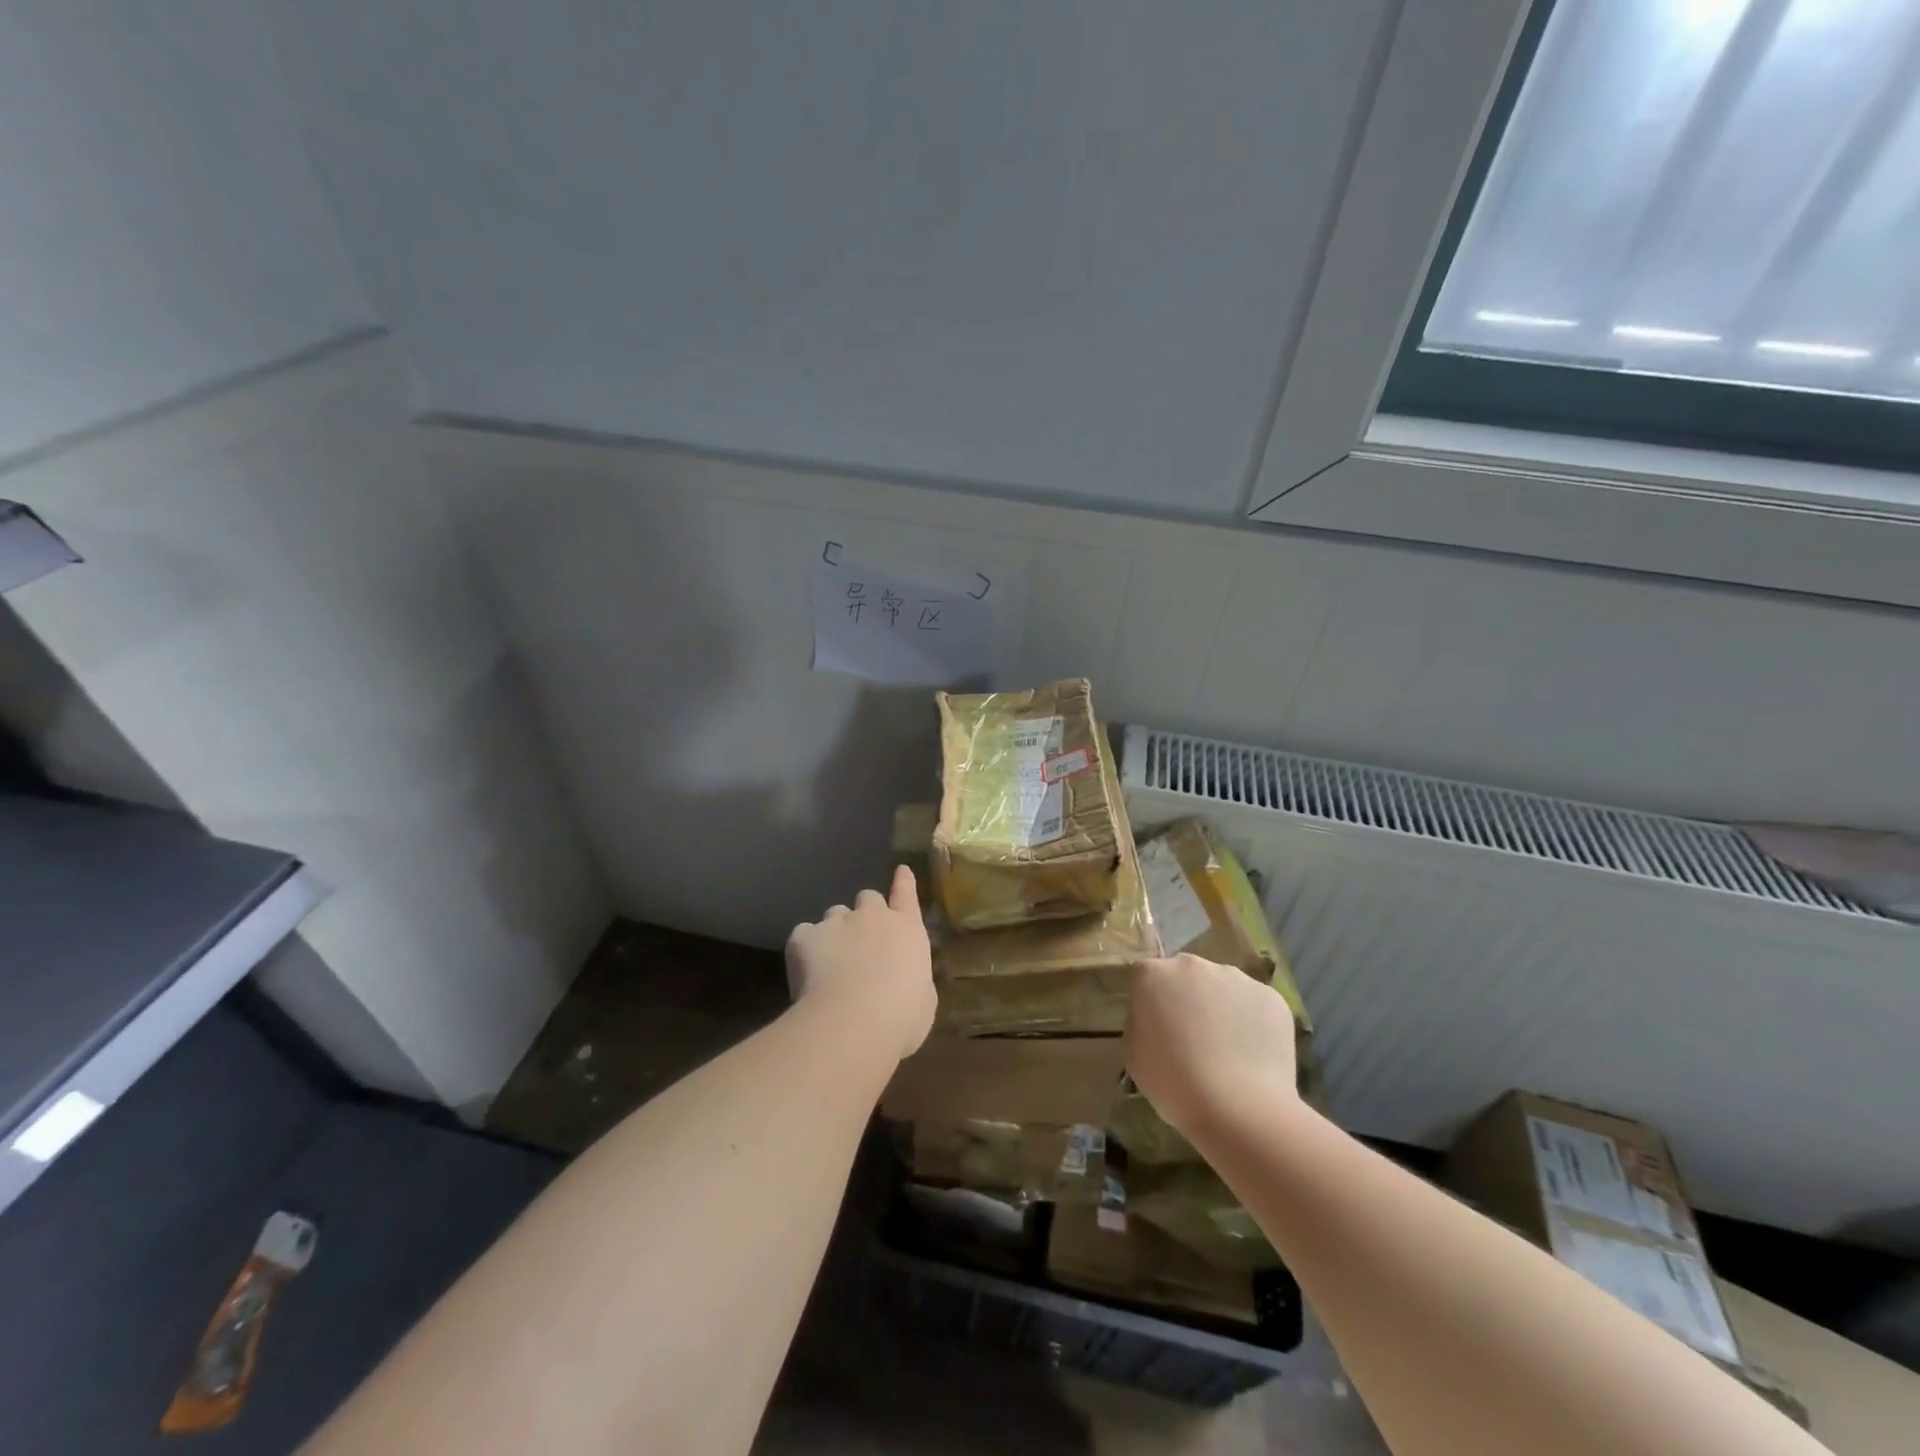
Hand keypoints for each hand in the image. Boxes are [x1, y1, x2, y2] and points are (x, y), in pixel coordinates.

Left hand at [786, 865, 935, 1060]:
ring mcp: (836, 922)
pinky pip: (804, 934)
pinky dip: (806, 948)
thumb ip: (914, 980)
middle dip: (865, 913)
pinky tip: (806, 972)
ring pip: (834, 914)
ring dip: (835, 930)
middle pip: (868, 898)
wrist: (853, 1021)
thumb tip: (906, 981)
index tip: (901, 870)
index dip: (903, 881)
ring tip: (831, 960)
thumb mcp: (923, 1000)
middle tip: (861, 940)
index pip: (907, 894)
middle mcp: (873, 917)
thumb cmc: (901, 1015)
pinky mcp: (805, 936)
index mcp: (907, 929)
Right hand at [1125, 954, 1298, 1137]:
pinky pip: (1254, 1004)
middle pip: (1186, 975)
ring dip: (1221, 1007)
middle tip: (1192, 1036)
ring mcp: (1237, 977)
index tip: (1156, 1027)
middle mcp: (1194, 965)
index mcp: (1154, 974)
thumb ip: (1141, 1023)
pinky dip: (1252, 1022)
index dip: (1150, 1001)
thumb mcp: (1134, 1053)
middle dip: (1187, 997)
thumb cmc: (1173, 1082)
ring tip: (1228, 1049)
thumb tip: (1156, 1019)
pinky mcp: (1271, 997)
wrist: (1238, 1107)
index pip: (1145, 976)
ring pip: (1223, 987)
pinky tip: (1252, 1054)